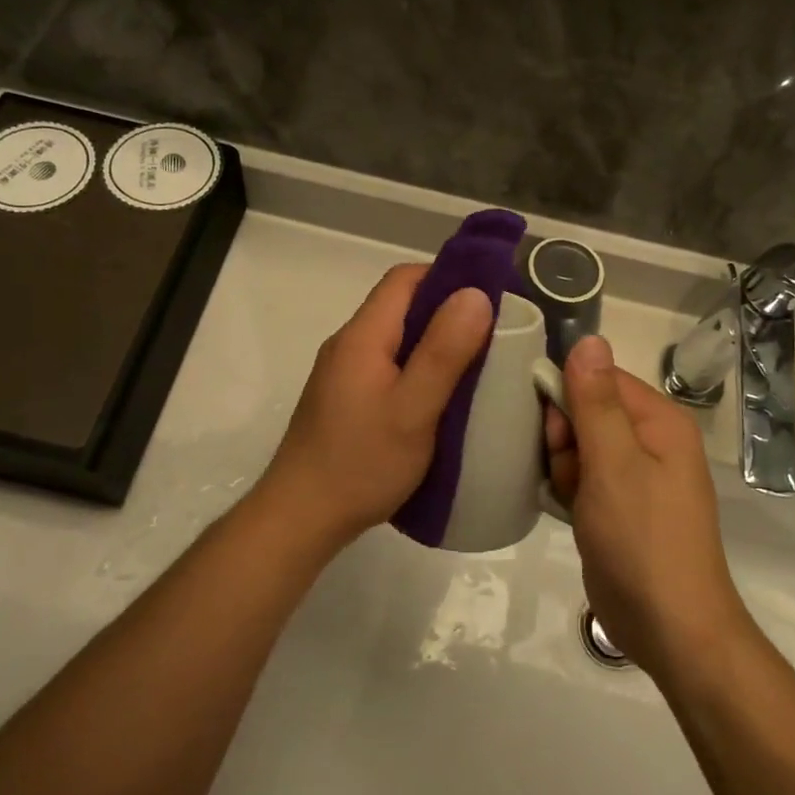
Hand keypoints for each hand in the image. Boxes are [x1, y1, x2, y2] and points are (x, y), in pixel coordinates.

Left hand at [257, 264, 493, 553]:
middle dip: (447, 312)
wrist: (301, 517)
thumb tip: (475, 293)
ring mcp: (342, 375)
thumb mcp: (414, 408)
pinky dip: (417, 370)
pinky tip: (439, 399)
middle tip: (493, 335)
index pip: (404, 279)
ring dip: (434, 344)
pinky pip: (387, 368)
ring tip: (475, 367)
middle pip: (400, 307)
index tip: (489, 296)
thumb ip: (444, 351)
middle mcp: (348, 345)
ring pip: (395, 340)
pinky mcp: (343, 401)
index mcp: (362, 336)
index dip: (448, 277)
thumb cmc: (361, 463)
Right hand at [545, 336, 750, 680]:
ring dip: (564, 468)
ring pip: (578, 446)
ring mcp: (635, 475)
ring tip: (572, 501)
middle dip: (565, 439)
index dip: (568, 397)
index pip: (600, 378)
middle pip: (586, 411)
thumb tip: (588, 338)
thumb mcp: (614, 464)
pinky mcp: (618, 505)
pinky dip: (569, 489)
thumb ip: (596, 401)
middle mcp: (650, 440)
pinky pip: (582, 477)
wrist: (670, 629)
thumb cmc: (642, 540)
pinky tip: (568, 511)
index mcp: (659, 421)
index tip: (553, 432)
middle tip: (569, 474)